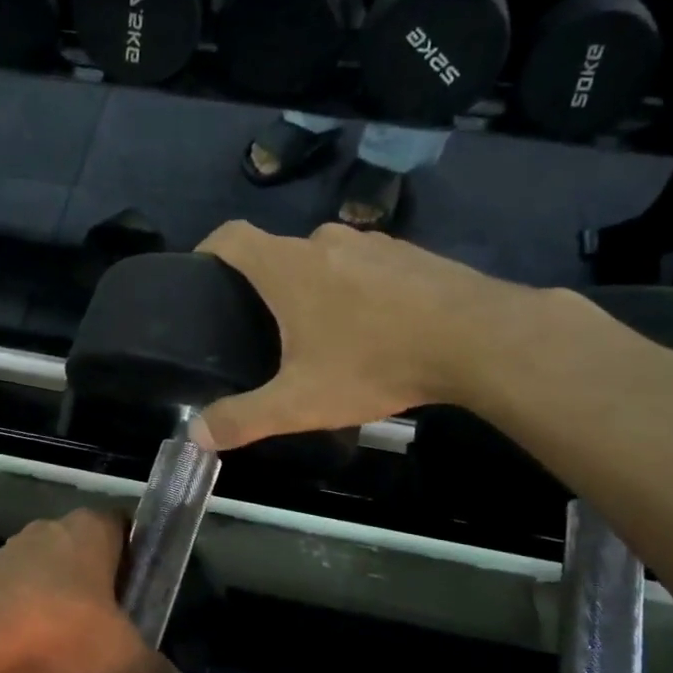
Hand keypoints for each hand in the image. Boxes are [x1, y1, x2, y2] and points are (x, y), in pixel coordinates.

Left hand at [0, 509, 183, 672]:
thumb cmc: (61, 626)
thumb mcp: (120, 653)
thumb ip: (152, 668)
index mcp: (92, 527)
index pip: (126, 524)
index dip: (138, 554)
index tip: (145, 588)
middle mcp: (53, 527)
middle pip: (88, 548)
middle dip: (102, 581)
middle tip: (116, 620)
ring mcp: (13, 549)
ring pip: (51, 569)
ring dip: (63, 598)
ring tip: (75, 641)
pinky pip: (20, 590)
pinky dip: (31, 612)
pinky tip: (36, 647)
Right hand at [193, 221, 548, 450]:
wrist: (478, 339)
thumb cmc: (374, 362)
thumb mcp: (300, 403)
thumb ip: (243, 419)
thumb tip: (195, 435)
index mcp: (288, 266)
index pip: (230, 236)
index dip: (207, 251)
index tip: (201, 277)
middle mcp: (325, 241)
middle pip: (279, 252)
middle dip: (267, 285)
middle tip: (266, 330)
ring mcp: (373, 242)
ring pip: (326, 259)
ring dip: (316, 287)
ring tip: (323, 334)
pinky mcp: (411, 254)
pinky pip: (367, 266)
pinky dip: (358, 289)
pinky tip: (374, 328)